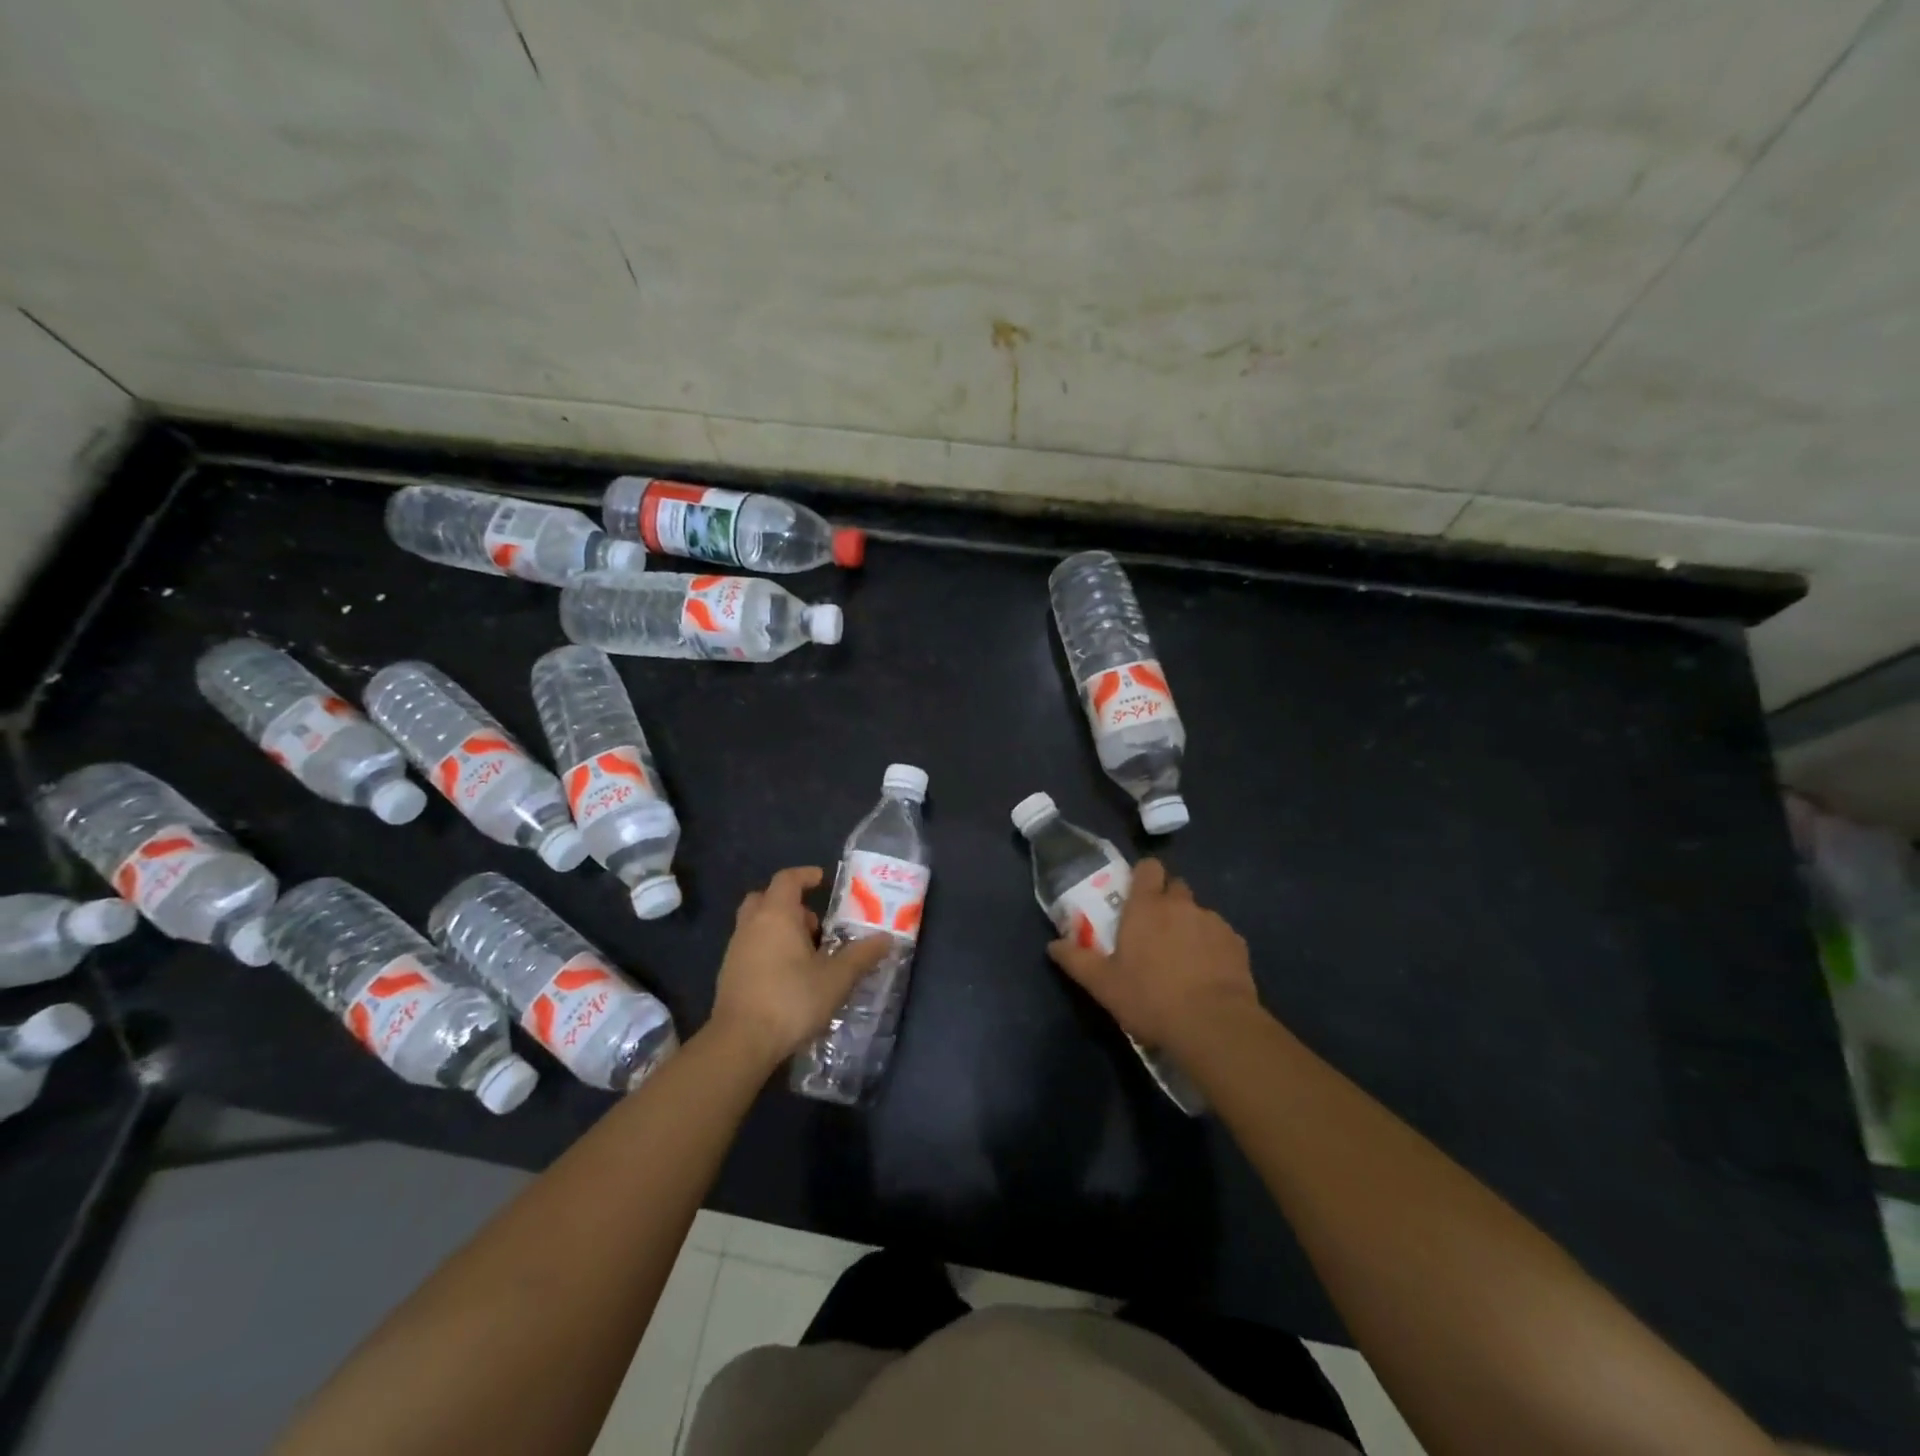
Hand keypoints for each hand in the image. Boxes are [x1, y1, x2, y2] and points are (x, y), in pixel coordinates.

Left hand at [708, 866, 891, 1067]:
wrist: (740, 1042)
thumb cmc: (791, 999)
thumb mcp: (836, 978)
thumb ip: (861, 955)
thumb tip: (886, 938)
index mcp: (776, 915)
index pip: (787, 879)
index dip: (805, 875)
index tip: (822, 880)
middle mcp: (751, 925)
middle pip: (765, 898)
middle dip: (790, 904)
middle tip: (814, 923)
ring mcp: (735, 950)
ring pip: (756, 924)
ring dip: (779, 929)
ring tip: (807, 954)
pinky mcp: (728, 974)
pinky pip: (750, 948)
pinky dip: (768, 950)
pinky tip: (788, 976)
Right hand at [1048, 859, 1256, 1054]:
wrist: (1214, 1025)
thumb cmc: (1150, 998)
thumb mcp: (1104, 985)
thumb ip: (1077, 961)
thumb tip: (1053, 945)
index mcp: (1147, 906)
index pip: (1148, 867)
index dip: (1143, 876)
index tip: (1136, 893)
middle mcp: (1181, 905)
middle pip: (1175, 886)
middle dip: (1166, 899)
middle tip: (1155, 929)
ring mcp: (1213, 922)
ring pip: (1198, 912)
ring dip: (1189, 925)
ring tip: (1183, 958)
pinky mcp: (1237, 944)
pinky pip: (1220, 935)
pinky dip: (1212, 947)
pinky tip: (1207, 974)